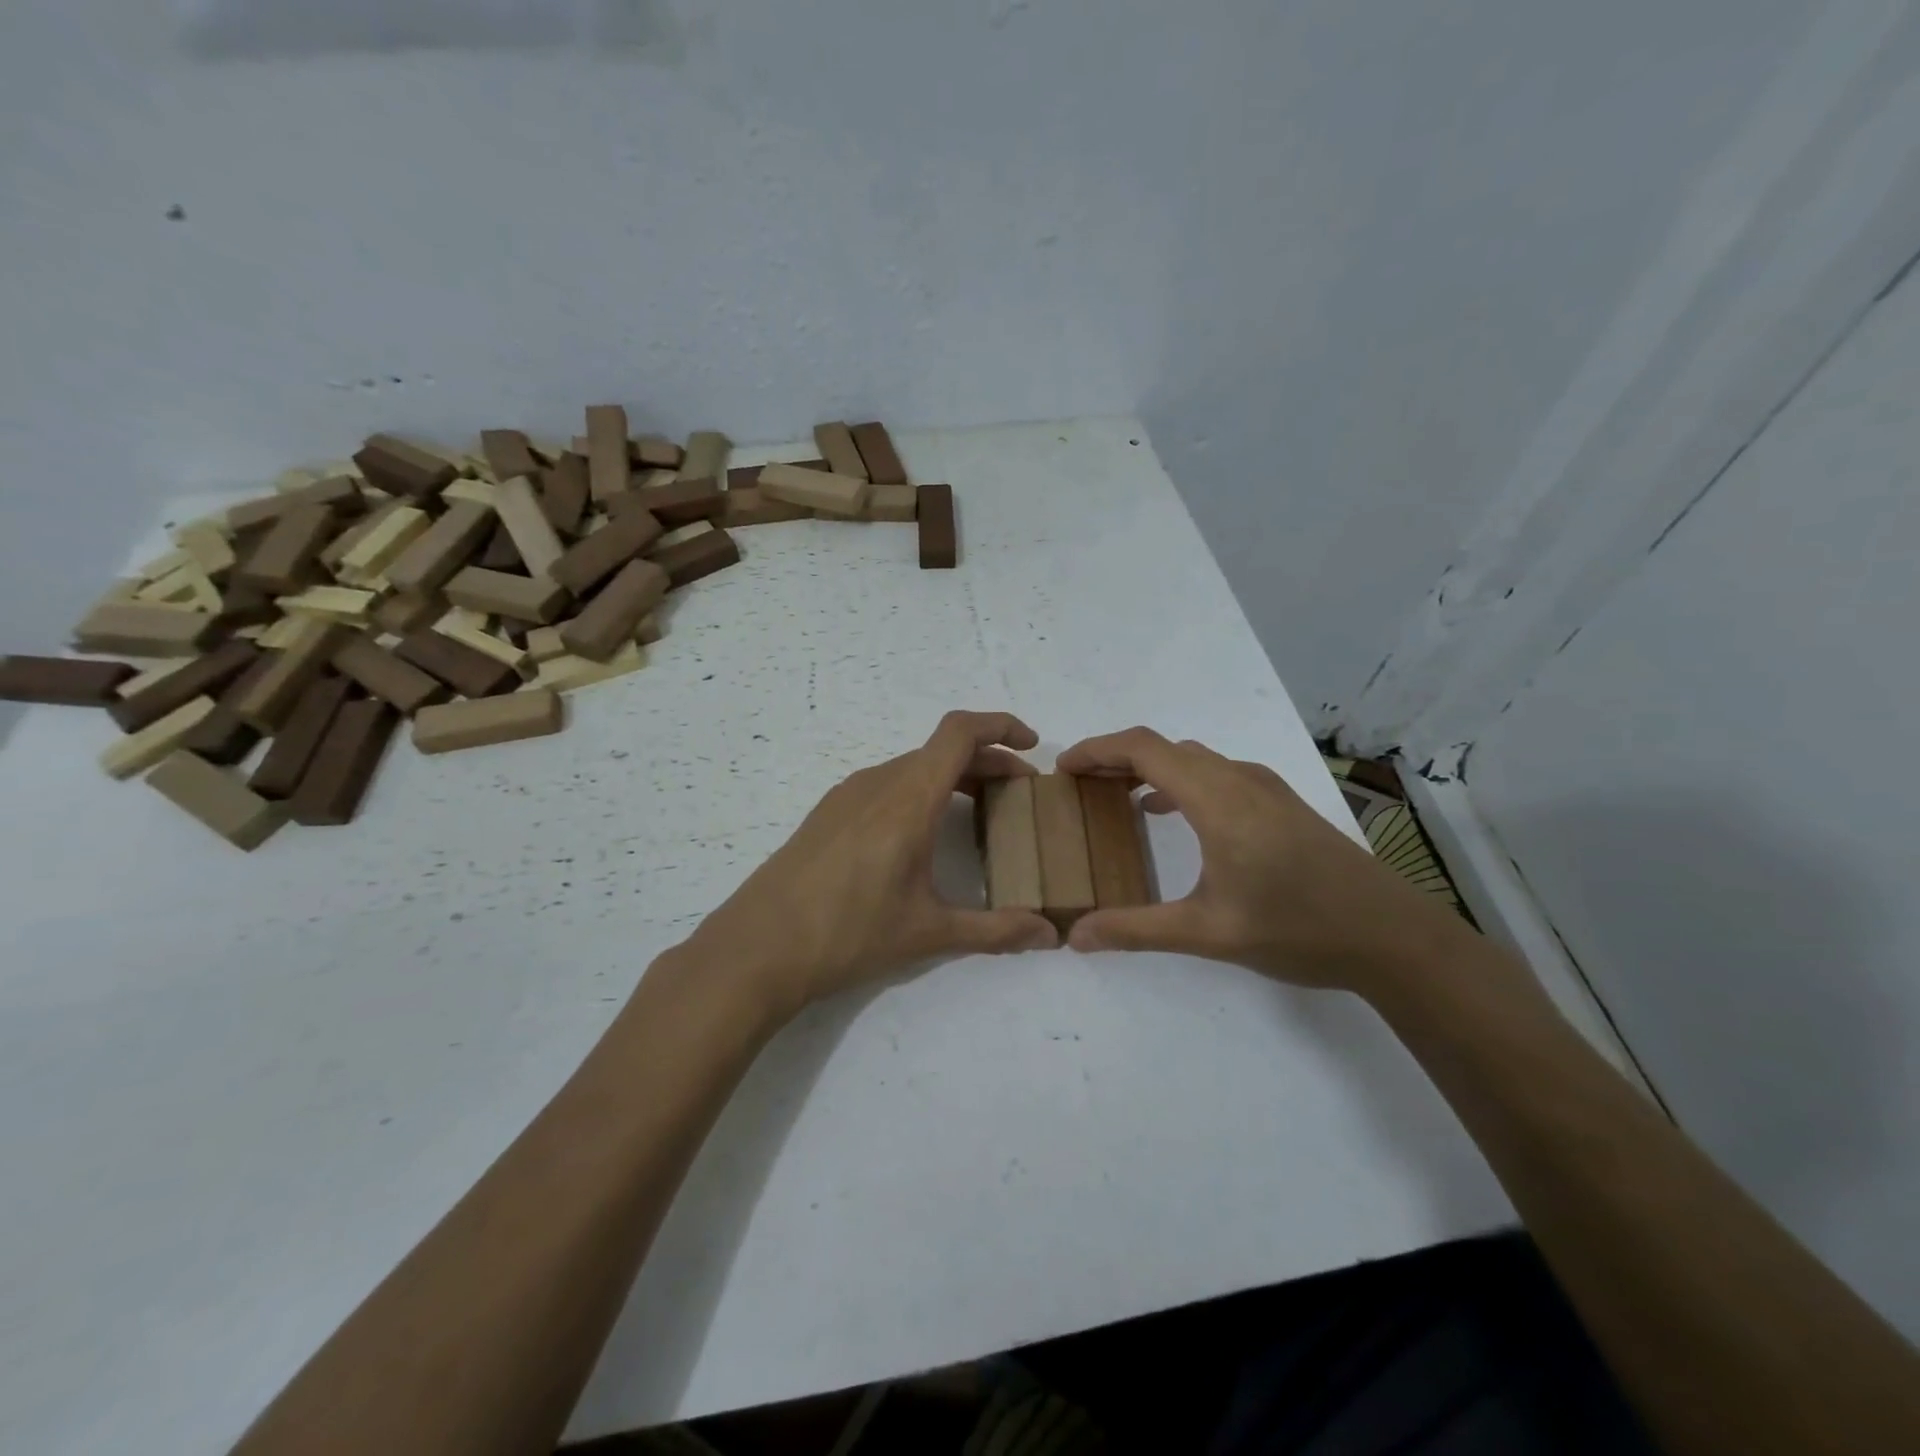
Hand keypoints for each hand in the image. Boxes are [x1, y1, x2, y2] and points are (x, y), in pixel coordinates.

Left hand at [682, 711, 1058, 1019]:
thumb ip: (996, 930)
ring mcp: (848, 795)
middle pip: (941, 750)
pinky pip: (887, 784)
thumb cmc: (848, 934)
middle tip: (1019, 793)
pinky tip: (923, 833)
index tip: (1031, 745)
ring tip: (979, 810)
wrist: (758, 947)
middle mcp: (878, 783)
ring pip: (913, 766)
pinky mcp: (829, 812)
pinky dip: (920, 790)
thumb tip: (1051, 935)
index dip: (1000, 725)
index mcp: (908, 799)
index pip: (959, 732)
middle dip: (988, 761)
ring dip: (953, 777)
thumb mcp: (929, 933)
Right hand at [1057, 728, 1471, 991]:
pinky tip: (1169, 814)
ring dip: (1148, 767)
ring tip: (1114, 795)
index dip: (1097, 750)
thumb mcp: (1208, 933)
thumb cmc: (1298, 928)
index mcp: (1217, 798)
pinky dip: (1178, 780)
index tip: (1063, 770)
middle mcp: (1239, 779)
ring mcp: (1264, 788)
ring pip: (1192, 758)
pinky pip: (1215, 773)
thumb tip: (1076, 937)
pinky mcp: (1280, 803)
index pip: (1144, 749)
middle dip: (1115, 758)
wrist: (1392, 936)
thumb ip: (1137, 929)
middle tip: (1079, 786)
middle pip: (1164, 747)